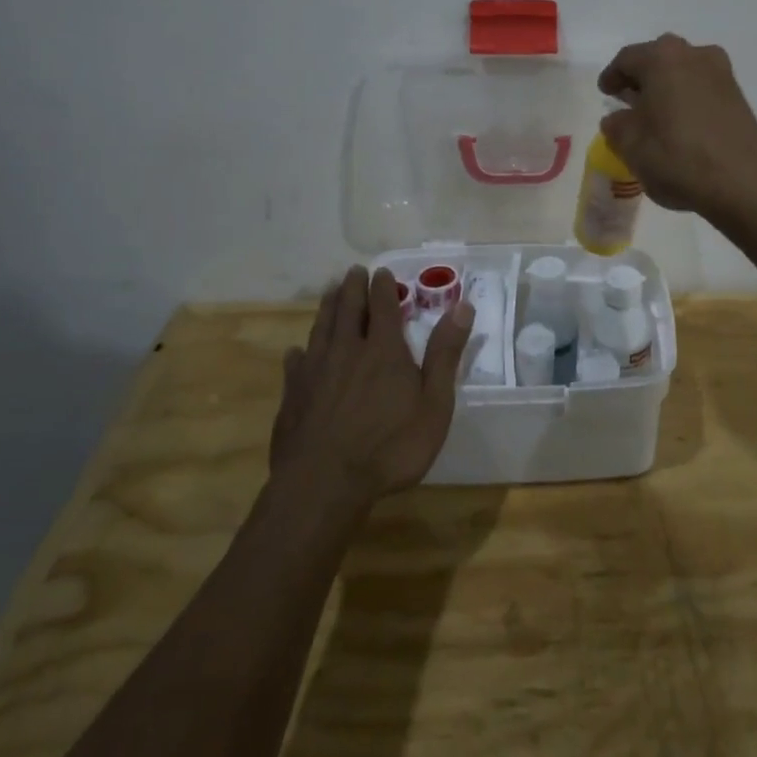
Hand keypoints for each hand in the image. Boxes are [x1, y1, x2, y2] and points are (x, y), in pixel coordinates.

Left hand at [270, 266, 473, 507]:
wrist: (324, 485)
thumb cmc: (390, 447)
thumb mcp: (434, 404)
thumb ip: (445, 354)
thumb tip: (463, 307)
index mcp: (384, 350)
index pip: (384, 307)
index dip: (384, 287)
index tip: (381, 271)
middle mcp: (347, 351)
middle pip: (348, 310)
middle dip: (352, 288)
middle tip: (353, 271)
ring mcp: (315, 372)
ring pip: (321, 329)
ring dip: (328, 308)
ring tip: (330, 293)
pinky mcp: (293, 396)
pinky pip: (296, 364)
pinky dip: (300, 352)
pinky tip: (297, 352)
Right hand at [596, 33, 756, 224]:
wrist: (743, 182)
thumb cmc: (677, 157)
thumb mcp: (630, 145)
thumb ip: (616, 125)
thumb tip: (617, 119)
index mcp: (662, 58)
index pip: (627, 59)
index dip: (612, 76)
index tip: (605, 92)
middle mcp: (694, 54)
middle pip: (658, 60)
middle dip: (641, 78)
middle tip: (627, 100)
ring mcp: (721, 73)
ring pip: (683, 72)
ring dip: (666, 88)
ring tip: (654, 114)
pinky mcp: (738, 95)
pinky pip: (702, 88)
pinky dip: (687, 99)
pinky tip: (680, 124)